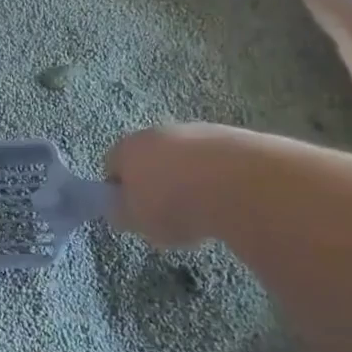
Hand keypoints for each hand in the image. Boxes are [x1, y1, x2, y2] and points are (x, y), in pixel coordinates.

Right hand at [104, 124, 237, 248]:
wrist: (239, 184)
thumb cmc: (174, 204)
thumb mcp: (136, 221)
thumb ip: (121, 213)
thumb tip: (119, 208)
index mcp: (128, 148)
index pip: (112, 165)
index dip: (119, 190)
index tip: (132, 213)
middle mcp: (158, 131)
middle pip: (150, 157)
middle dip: (155, 182)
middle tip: (166, 214)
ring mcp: (197, 131)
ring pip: (184, 157)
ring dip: (188, 178)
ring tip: (202, 211)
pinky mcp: (232, 137)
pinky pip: (215, 161)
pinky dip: (217, 178)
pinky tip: (227, 201)